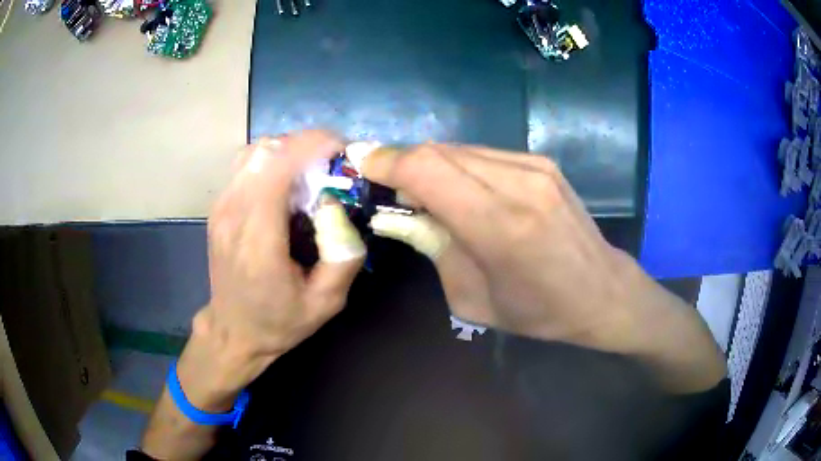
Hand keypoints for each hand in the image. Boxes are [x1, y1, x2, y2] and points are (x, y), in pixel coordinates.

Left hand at [188, 131, 364, 402]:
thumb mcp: (326, 302)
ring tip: (311, 171)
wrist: (233, 331)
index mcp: (258, 240)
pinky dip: (272, 161)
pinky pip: (246, 165)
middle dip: (306, 145)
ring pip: (255, 151)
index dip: (313, 145)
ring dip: (288, 151)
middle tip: (333, 165)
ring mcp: (221, 208)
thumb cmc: (279, 322)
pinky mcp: (218, 208)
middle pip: (267, 151)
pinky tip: (287, 184)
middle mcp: (233, 215)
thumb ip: (343, 256)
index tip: (343, 150)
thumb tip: (339, 206)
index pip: (278, 168)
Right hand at [363, 144, 724, 391]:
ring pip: (460, 149)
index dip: (386, 161)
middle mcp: (519, 183)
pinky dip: (459, 166)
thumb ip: (431, 246)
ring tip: (424, 194)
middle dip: (403, 163)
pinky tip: (460, 190)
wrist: (602, 292)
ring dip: (431, 165)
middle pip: (439, 151)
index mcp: (500, 225)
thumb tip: (395, 212)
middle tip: (388, 187)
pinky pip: (484, 154)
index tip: (360, 164)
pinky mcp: (543, 163)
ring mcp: (535, 166)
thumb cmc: (537, 310)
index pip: (426, 169)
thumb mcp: (473, 297)